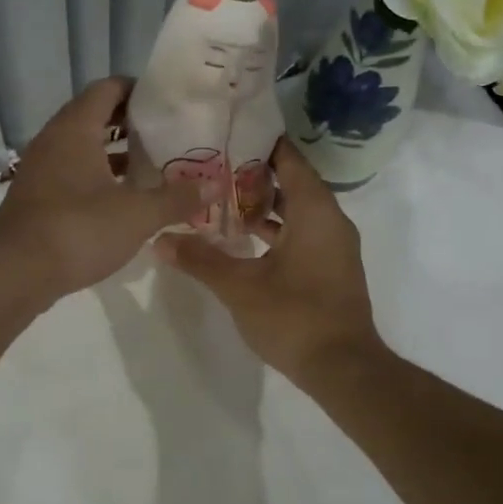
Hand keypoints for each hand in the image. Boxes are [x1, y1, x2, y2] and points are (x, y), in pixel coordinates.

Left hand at [0, 78, 212, 305]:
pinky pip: (72, 172)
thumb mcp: (137, 214)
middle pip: (95, 116)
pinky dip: (97, 177)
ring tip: (151, 165)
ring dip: (113, 153)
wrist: (13, 273)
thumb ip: (177, 198)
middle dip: (131, 123)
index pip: (108, 89)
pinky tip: (122, 199)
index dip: (138, 90)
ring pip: (82, 147)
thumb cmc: (78, 230)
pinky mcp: (37, 197)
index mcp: (76, 128)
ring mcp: (41, 169)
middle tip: (167, 134)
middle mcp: (54, 140)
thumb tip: (216, 185)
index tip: (169, 103)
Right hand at [153, 139, 382, 383]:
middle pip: (292, 182)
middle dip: (254, 174)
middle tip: (212, 166)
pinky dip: (276, 229)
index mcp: (315, 210)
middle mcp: (330, 220)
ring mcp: (334, 246)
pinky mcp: (331, 268)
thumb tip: (159, 240)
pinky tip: (244, 238)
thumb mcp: (239, 287)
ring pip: (298, 210)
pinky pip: (302, 233)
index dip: (259, 144)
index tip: (226, 135)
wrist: (343, 369)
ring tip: (220, 198)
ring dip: (264, 204)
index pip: (288, 159)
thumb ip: (200, 259)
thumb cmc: (294, 316)